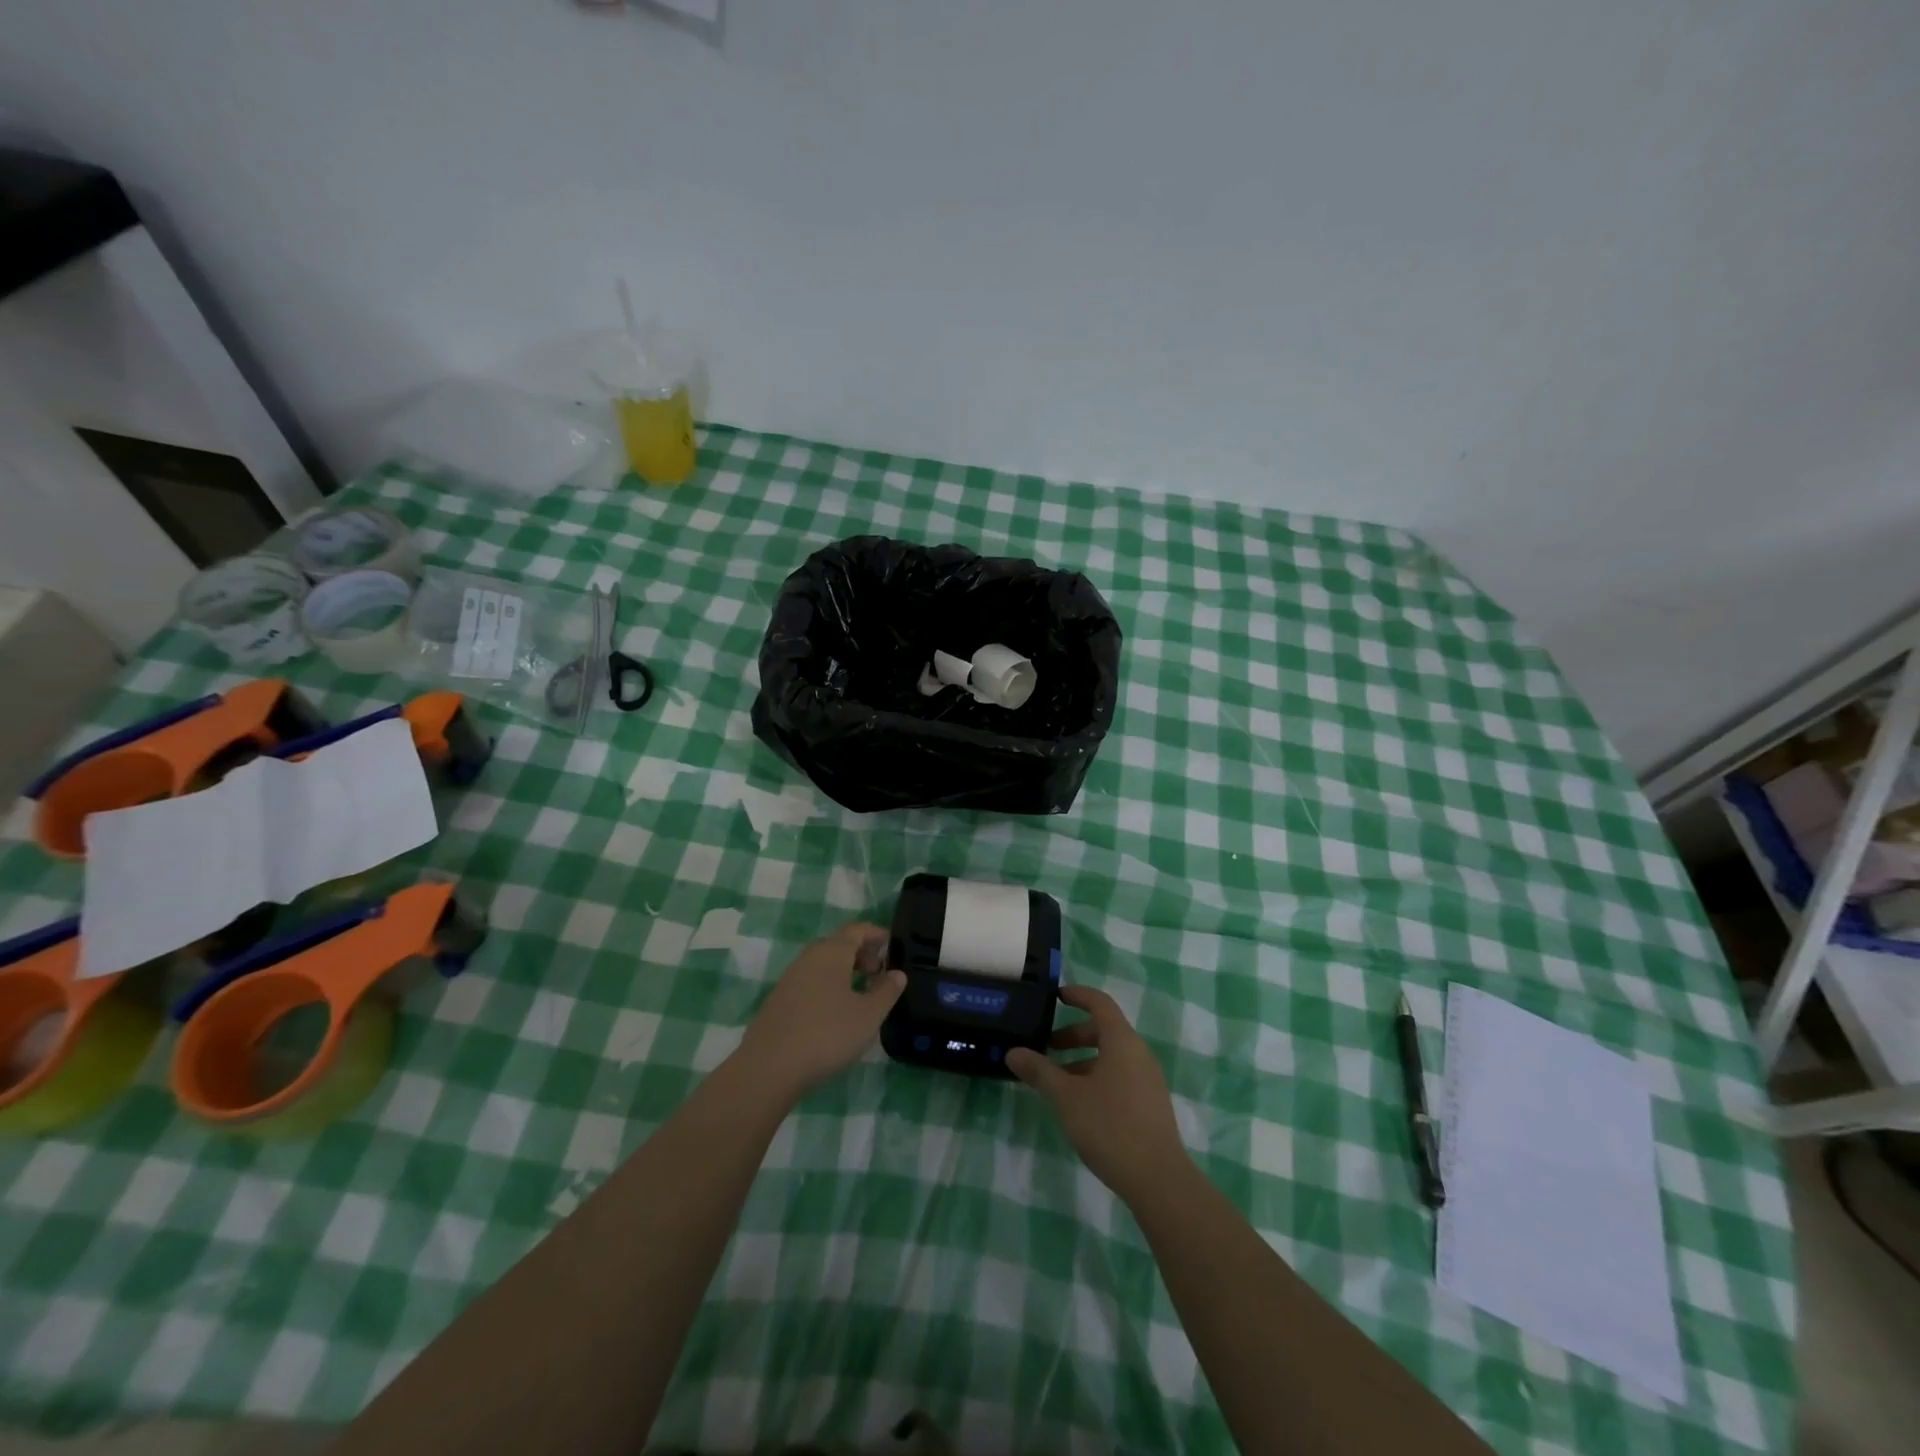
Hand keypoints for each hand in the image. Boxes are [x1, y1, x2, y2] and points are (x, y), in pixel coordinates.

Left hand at [736, 922, 905, 1101]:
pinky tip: (834, 1012)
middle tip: (878, 972)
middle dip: (860, 953)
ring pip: (822, 964)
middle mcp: (808, 958)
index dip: (875, 934)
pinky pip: (809, 982)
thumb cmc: (827, 1034)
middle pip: (837, 944)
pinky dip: (827, 986)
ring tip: (860, 993)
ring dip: (844, 971)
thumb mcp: (868, 1015)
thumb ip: (886, 991)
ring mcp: (790, 979)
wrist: (769, 1067)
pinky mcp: (778, 1001)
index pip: (856, 930)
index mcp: (831, 953)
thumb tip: (897, 974)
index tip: (891, 944)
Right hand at [1006, 985, 1188, 1203]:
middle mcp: (1139, 1053)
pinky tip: (1080, 1104)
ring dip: (1083, 1060)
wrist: (1158, 1179)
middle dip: (1073, 1035)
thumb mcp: (1066, 1097)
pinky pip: (1120, 1076)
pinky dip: (1097, 1077)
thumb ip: (1040, 1071)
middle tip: (1046, 1048)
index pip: (1100, 1003)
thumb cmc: (1109, 1126)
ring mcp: (1148, 1079)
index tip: (1056, 997)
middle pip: (1104, 1030)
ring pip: (1112, 1056)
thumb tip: (1013, 1052)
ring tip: (1057, 1082)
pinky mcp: (1151, 1103)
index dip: (1078, 995)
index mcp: (1121, 1041)